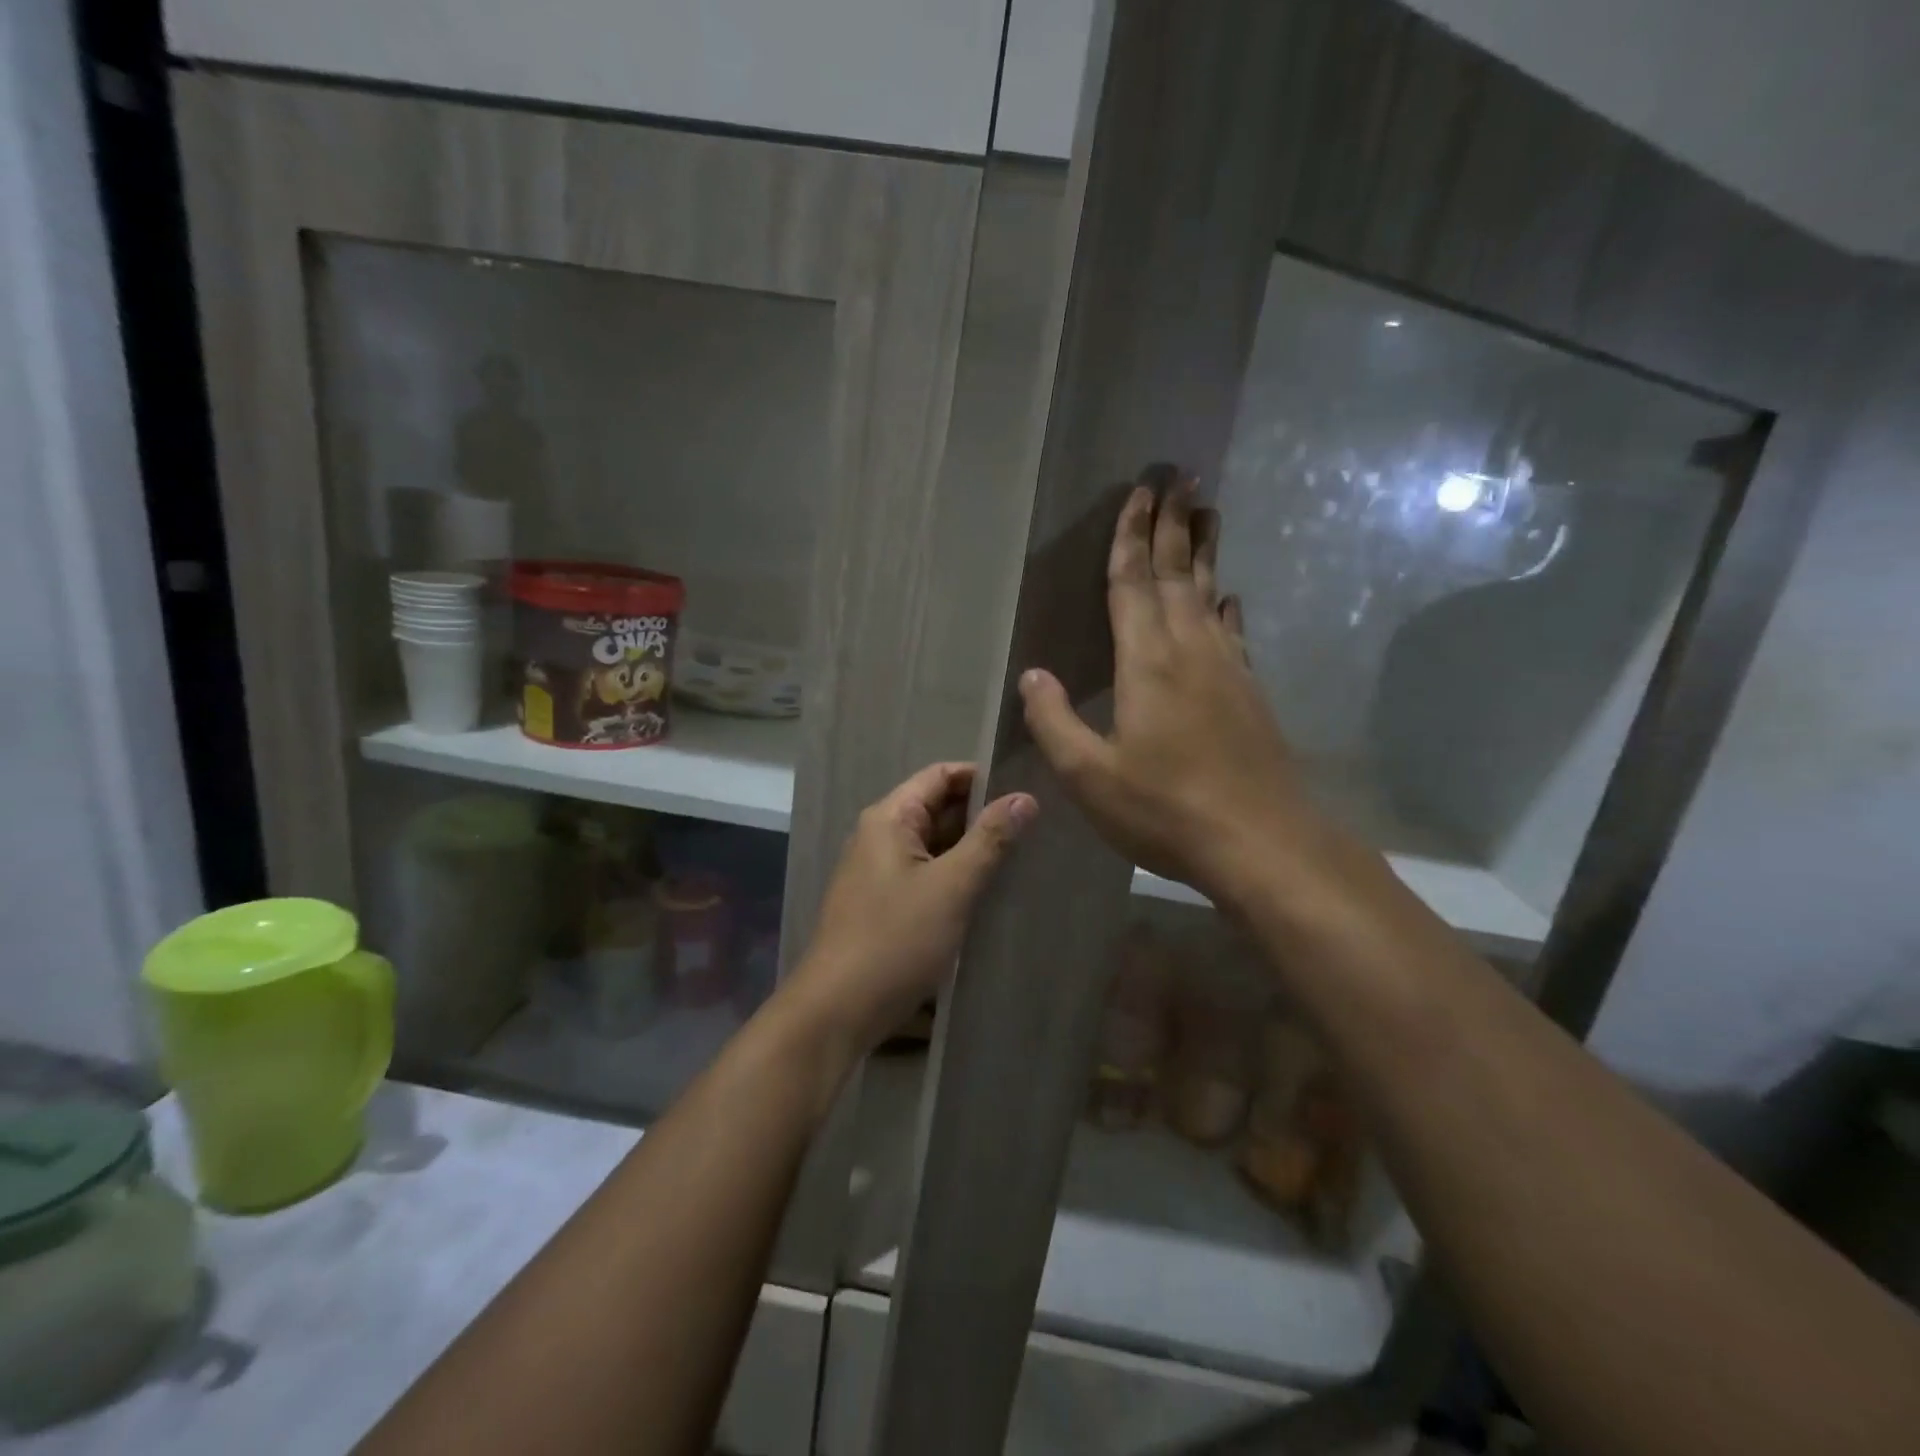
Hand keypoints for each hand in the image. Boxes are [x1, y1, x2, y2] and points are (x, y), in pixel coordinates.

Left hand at [786, 763, 1035, 1048]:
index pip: (940, 775)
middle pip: (936, 808)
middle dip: (981, 815)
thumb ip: (990, 839)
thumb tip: (1025, 797)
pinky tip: (987, 889)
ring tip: (1021, 854)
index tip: (1025, 789)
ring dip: (970, 848)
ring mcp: (878, 871)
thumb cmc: (895, 940)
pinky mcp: (883, 903)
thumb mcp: (951, 887)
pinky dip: (955, 874)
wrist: (838, 1009)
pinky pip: (925, 873)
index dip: (981, 777)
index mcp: (890, 818)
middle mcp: (880, 836)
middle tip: (1034, 825)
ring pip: (933, 844)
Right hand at [1018, 475, 1318, 906]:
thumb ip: (1055, 722)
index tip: (1140, 491)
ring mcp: (1227, 669)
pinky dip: (1227, 606)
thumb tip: (1031, 675)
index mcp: (1147, 663)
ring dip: (1204, 551)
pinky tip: (1230, 598)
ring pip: (1210, 594)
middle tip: (1180, 475)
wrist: (1261, 843)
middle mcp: (1190, 650)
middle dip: (1174, 523)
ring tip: (1208, 511)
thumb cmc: (1165, 809)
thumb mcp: (1090, 776)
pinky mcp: (1248, 693)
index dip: (1132, 535)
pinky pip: (1233, 632)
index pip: (1133, 583)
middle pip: (1178, 573)